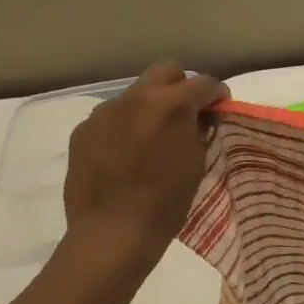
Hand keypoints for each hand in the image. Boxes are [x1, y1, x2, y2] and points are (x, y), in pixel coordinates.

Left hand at [60, 62, 227, 266]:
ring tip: (152, 137)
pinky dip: (124, 127)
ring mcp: (104, 112)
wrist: (112, 232)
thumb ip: (198, 129)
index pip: (204, 84)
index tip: (221, 108)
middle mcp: (135, 97)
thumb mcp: (196, 161)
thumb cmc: (166, 201)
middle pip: (165, 72)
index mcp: (170, 104)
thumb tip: (199, 116)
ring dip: (149, 107)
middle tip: (188, 113)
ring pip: (135, 95)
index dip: (217, 94)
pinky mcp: (83, 131)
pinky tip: (125, 153)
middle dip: (181, 86)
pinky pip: (111, 118)